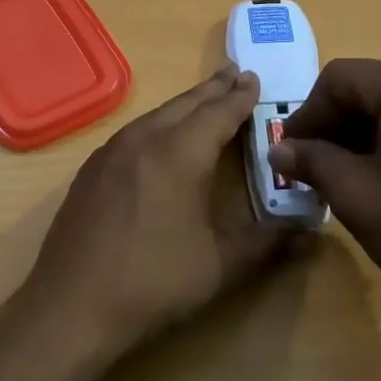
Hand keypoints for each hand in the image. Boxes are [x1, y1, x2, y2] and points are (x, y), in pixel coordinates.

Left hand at [14, 65, 302, 366]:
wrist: (70, 307)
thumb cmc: (153, 283)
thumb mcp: (220, 266)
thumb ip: (267, 243)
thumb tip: (310, 232)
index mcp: (179, 154)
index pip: (219, 113)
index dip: (240, 96)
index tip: (255, 78)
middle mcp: (144, 140)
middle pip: (185, 104)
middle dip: (213, 89)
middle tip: (235, 73)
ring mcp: (111, 152)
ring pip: (156, 114)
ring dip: (184, 104)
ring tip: (204, 99)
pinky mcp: (91, 170)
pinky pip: (134, 132)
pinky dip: (158, 123)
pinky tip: (161, 137)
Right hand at [268, 58, 380, 348]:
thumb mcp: (355, 193)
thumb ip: (311, 161)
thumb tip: (279, 151)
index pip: (340, 79)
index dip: (306, 115)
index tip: (289, 154)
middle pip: (371, 87)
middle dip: (335, 125)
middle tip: (313, 166)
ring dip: (364, 133)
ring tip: (345, 175)